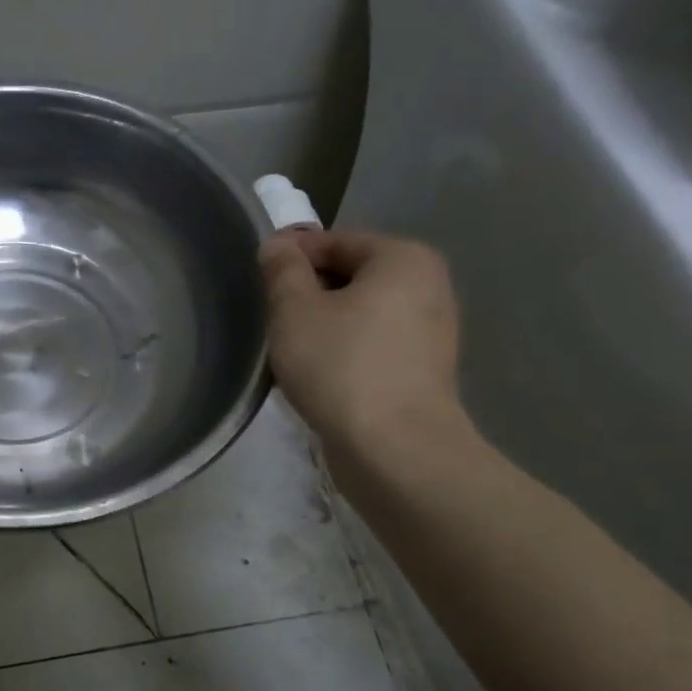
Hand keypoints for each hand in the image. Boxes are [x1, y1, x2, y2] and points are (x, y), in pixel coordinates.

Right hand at [258, 227, 466, 474]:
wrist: (394, 449)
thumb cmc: (340, 366)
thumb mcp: (294, 310)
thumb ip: (282, 269)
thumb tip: (278, 244)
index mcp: (403, 257)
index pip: (333, 241)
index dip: (290, 258)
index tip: (259, 284)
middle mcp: (429, 285)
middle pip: (351, 276)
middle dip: (309, 294)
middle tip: (273, 322)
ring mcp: (432, 331)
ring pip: (361, 313)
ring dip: (324, 325)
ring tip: (292, 352)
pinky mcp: (425, 371)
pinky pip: (374, 345)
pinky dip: (345, 351)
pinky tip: (321, 376)